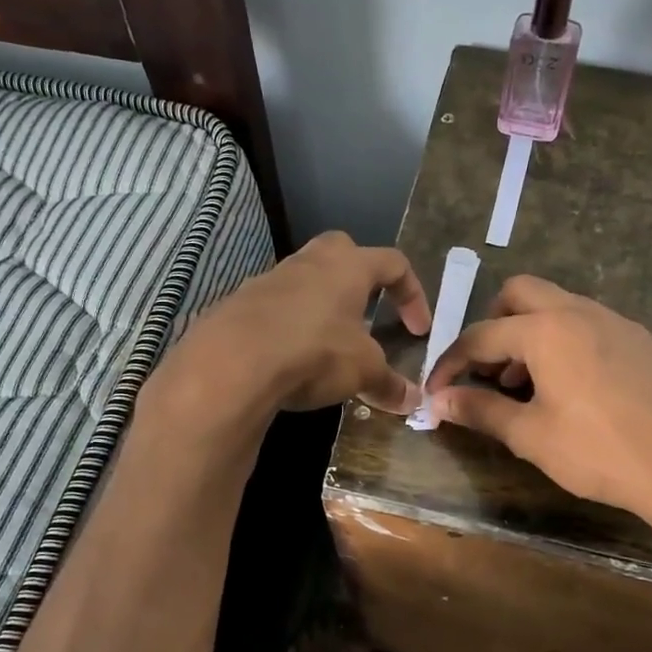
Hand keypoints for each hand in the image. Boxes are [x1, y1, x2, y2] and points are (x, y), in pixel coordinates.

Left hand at [160, 232, 431, 421]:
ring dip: (322, 304)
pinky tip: (291, 358)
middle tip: (368, 310)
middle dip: (360, 276)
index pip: (393, 263)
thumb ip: (389, 383)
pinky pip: (275, 307)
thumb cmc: (314, 351)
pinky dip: (289, 326)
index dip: (413, 294)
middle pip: (342, 250)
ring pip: (305, 279)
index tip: (418, 330)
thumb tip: (413, 402)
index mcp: (348, 266)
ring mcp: (270, 279)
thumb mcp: (362, 371)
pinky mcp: (239, 304)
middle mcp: (309, 262)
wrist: (233, 361)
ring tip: (329, 342)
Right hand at [425, 276, 651, 554]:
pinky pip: (591, 326)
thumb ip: (480, 410)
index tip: (437, 391)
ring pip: (559, 307)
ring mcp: (619, 323)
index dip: (451, 363)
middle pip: (520, 294)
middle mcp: (581, 312)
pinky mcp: (645, 342)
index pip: (481, 335)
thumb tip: (438, 401)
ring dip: (530, 334)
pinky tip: (573, 389)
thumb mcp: (531, 436)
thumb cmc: (600, 452)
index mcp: (547, 330)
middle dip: (493, 325)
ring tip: (526, 386)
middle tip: (487, 369)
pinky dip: (566, 343)